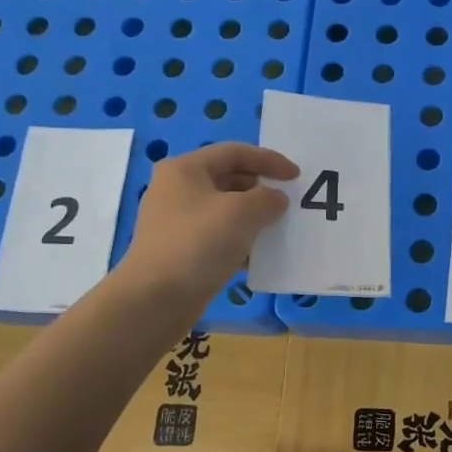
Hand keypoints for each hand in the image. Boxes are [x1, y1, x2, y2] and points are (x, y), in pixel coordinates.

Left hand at [115, 143, 298, 300]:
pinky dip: (240, 238)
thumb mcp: (242, 213)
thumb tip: (275, 199)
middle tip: (288, 201)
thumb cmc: (198, 243)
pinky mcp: (181, 249)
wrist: (155, 299)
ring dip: (253, 215)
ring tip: (278, 226)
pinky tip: (258, 253)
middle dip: (261, 187)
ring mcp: (177, 221)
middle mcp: (177, 189)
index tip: (296, 176)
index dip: (269, 160)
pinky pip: (218, 234)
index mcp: (185, 169)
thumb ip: (267, 198)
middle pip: (228, 177)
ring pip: (224, 208)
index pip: (234, 152)